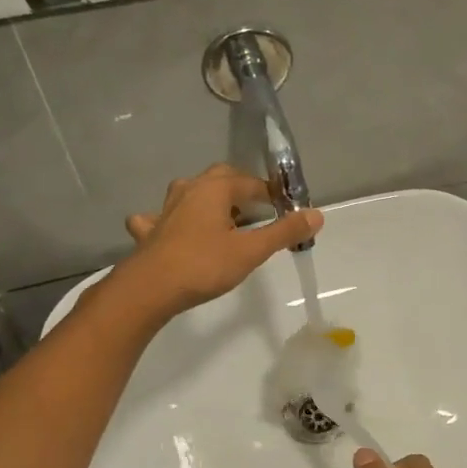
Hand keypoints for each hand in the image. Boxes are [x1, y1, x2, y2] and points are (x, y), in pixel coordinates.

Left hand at [118, 164, 321, 318]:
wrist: (149, 288)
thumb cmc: (204, 265)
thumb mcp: (251, 251)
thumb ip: (284, 232)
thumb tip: (317, 215)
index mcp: (215, 189)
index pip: (251, 182)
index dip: (271, 193)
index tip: (286, 208)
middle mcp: (189, 190)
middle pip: (219, 178)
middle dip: (240, 189)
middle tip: (259, 209)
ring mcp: (165, 210)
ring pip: (190, 193)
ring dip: (208, 200)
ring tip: (223, 217)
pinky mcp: (150, 231)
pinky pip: (160, 217)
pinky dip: (171, 220)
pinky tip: (173, 230)